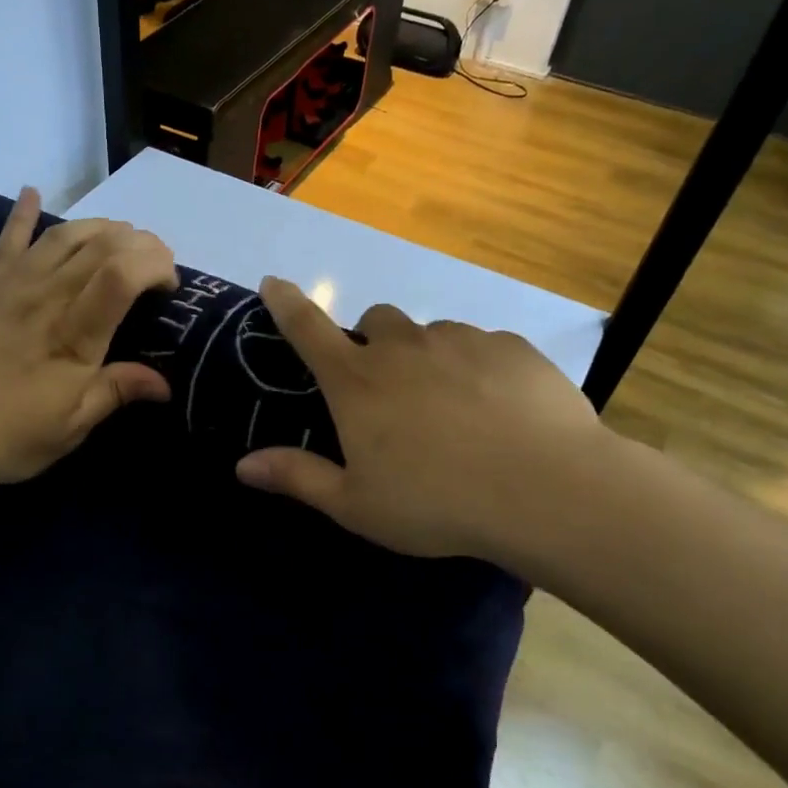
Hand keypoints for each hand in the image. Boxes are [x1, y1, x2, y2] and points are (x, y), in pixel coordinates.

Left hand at [0, 188, 177, 494]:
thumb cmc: (1, 436)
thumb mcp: (68, 429)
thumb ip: (115, 393)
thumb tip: (165, 383)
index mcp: (73, 334)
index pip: (123, 273)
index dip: (156, 265)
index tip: (170, 288)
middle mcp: (47, 296)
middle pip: (101, 245)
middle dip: (140, 243)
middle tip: (156, 265)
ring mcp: (13, 286)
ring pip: (64, 235)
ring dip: (101, 227)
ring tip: (122, 237)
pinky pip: (8, 241)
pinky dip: (23, 213)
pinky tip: (32, 192)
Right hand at [234, 277, 609, 565]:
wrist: (545, 490)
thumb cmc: (436, 503)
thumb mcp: (356, 504)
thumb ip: (298, 477)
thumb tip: (241, 465)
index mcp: (357, 383)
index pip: (308, 329)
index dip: (286, 303)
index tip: (274, 282)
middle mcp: (403, 348)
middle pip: (376, 321)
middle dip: (374, 343)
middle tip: (391, 391)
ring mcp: (460, 340)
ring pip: (432, 335)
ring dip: (429, 359)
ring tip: (453, 411)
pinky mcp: (511, 346)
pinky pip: (482, 346)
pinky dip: (477, 368)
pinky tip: (498, 410)